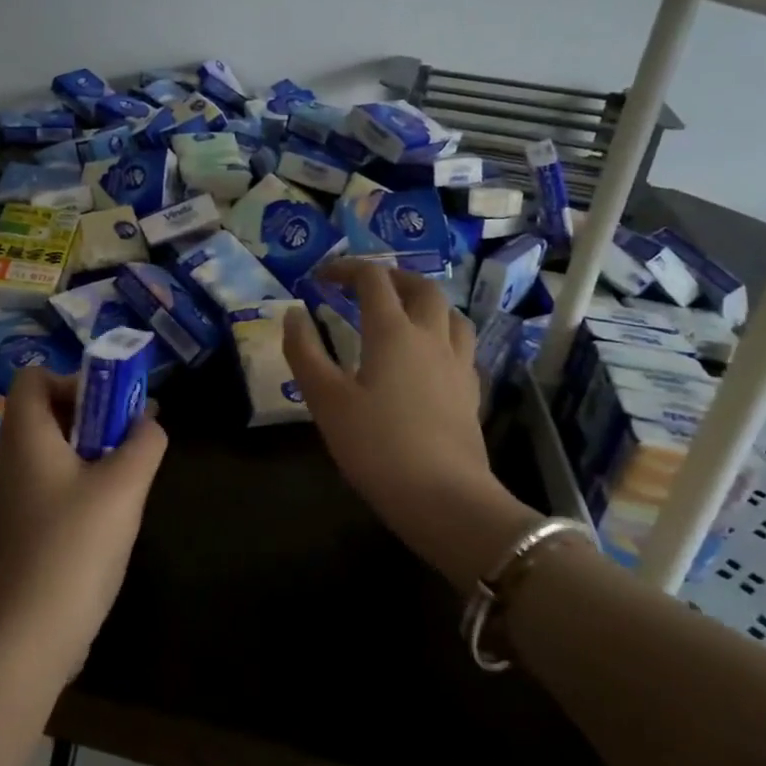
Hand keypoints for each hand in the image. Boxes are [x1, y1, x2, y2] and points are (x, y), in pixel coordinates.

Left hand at [0, 369, 166, 678]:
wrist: (34, 631)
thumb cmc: (76, 544)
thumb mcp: (124, 484)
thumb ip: (144, 442)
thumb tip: (148, 422)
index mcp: (25, 436)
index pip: (33, 376)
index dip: (72, 378)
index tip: (110, 405)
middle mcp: (12, 457)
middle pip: (46, 409)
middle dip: (93, 412)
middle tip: (129, 435)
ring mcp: (15, 493)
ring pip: (54, 446)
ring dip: (92, 446)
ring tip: (128, 471)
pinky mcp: (25, 523)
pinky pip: (53, 478)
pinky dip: (82, 477)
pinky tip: (111, 507)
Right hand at [284, 261, 536, 589]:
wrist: (443, 497)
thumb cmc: (376, 445)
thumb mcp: (325, 400)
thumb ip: (305, 352)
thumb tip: (293, 314)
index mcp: (393, 332)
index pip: (372, 280)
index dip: (347, 269)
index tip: (322, 276)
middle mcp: (431, 336)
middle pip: (421, 287)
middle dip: (391, 277)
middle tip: (366, 286)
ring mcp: (458, 363)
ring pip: (450, 313)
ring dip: (425, 301)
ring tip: (404, 312)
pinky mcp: (471, 391)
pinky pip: (461, 345)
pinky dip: (442, 334)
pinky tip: (430, 356)